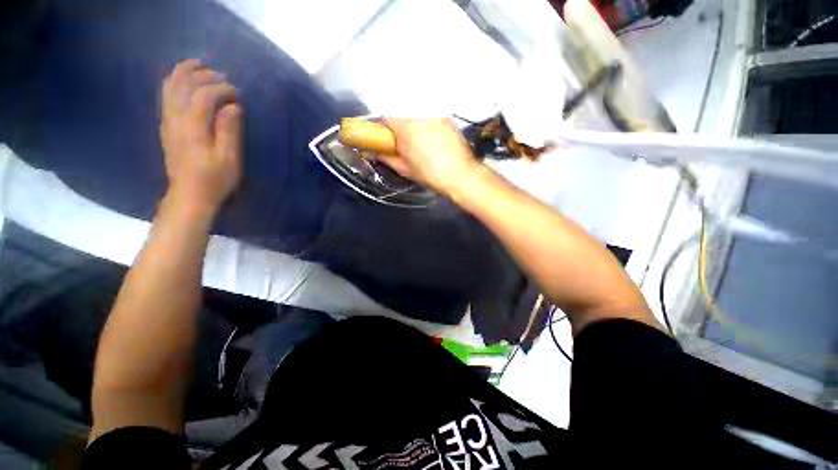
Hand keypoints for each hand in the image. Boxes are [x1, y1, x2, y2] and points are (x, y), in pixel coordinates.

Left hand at [160, 59, 242, 214]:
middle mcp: (175, 118)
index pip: (204, 95)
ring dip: (184, 73)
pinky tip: (186, 85)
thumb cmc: (214, 179)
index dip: (221, 88)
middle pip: (181, 84)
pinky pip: (166, 97)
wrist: (189, 196)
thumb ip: (229, 130)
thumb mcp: (229, 158)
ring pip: (169, 87)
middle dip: (200, 74)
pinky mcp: (167, 128)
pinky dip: (176, 84)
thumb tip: (233, 106)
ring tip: (199, 67)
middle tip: (220, 74)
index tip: (237, 92)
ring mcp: (167, 122)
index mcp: (192, 126)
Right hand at [376, 118, 479, 196]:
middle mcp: (420, 116)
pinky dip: (428, 127)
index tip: (383, 139)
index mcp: (406, 128)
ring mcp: (435, 116)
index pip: (386, 118)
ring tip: (421, 145)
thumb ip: (385, 157)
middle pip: (402, 116)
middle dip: (399, 129)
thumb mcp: (405, 169)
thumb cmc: (430, 175)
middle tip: (403, 146)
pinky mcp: (447, 119)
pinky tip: (434, 142)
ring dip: (414, 127)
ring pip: (417, 117)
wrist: (461, 175)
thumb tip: (370, 151)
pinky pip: (431, 119)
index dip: (382, 128)